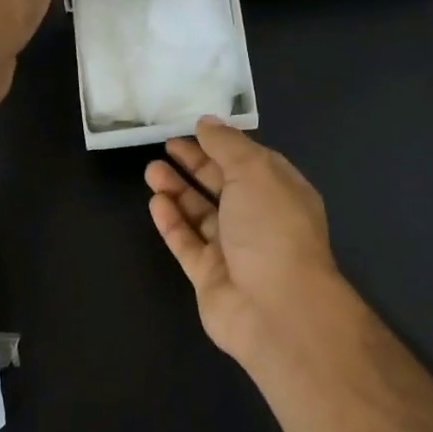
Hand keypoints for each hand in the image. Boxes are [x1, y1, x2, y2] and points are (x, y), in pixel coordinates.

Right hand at [145, 119, 346, 363]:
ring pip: (201, 215)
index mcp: (281, 192)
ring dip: (178, 191)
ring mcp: (234, 251)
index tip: (193, 128)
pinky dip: (172, 222)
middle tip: (165, 145)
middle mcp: (259, 220)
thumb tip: (207, 123)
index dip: (222, 144)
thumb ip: (228, 146)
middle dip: (196, 164)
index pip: (250, 161)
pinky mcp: (209, 276)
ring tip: (152, 170)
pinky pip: (187, 244)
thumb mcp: (255, 172)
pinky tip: (156, 202)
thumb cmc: (272, 229)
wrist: (276, 308)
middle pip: (223, 186)